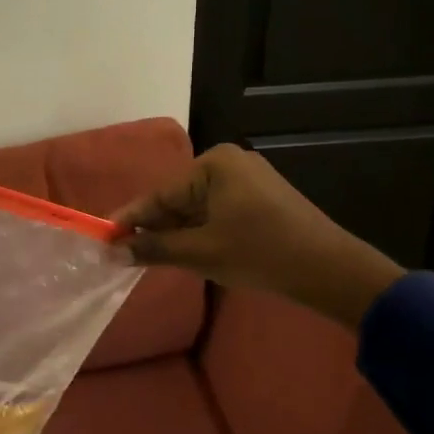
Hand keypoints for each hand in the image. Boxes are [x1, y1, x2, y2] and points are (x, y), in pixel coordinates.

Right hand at [111, 144, 404, 329]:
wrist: (330, 271)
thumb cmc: (260, 254)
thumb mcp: (200, 252)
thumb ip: (153, 248)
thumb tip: (111, 252)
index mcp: (214, 164)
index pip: (160, 194)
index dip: (130, 219)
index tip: (102, 236)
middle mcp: (229, 163)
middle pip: (177, 199)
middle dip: (154, 228)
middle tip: (124, 254)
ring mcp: (247, 179)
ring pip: (196, 208)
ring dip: (176, 233)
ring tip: (150, 257)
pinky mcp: (260, 198)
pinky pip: (216, 212)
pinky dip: (199, 232)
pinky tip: (186, 252)